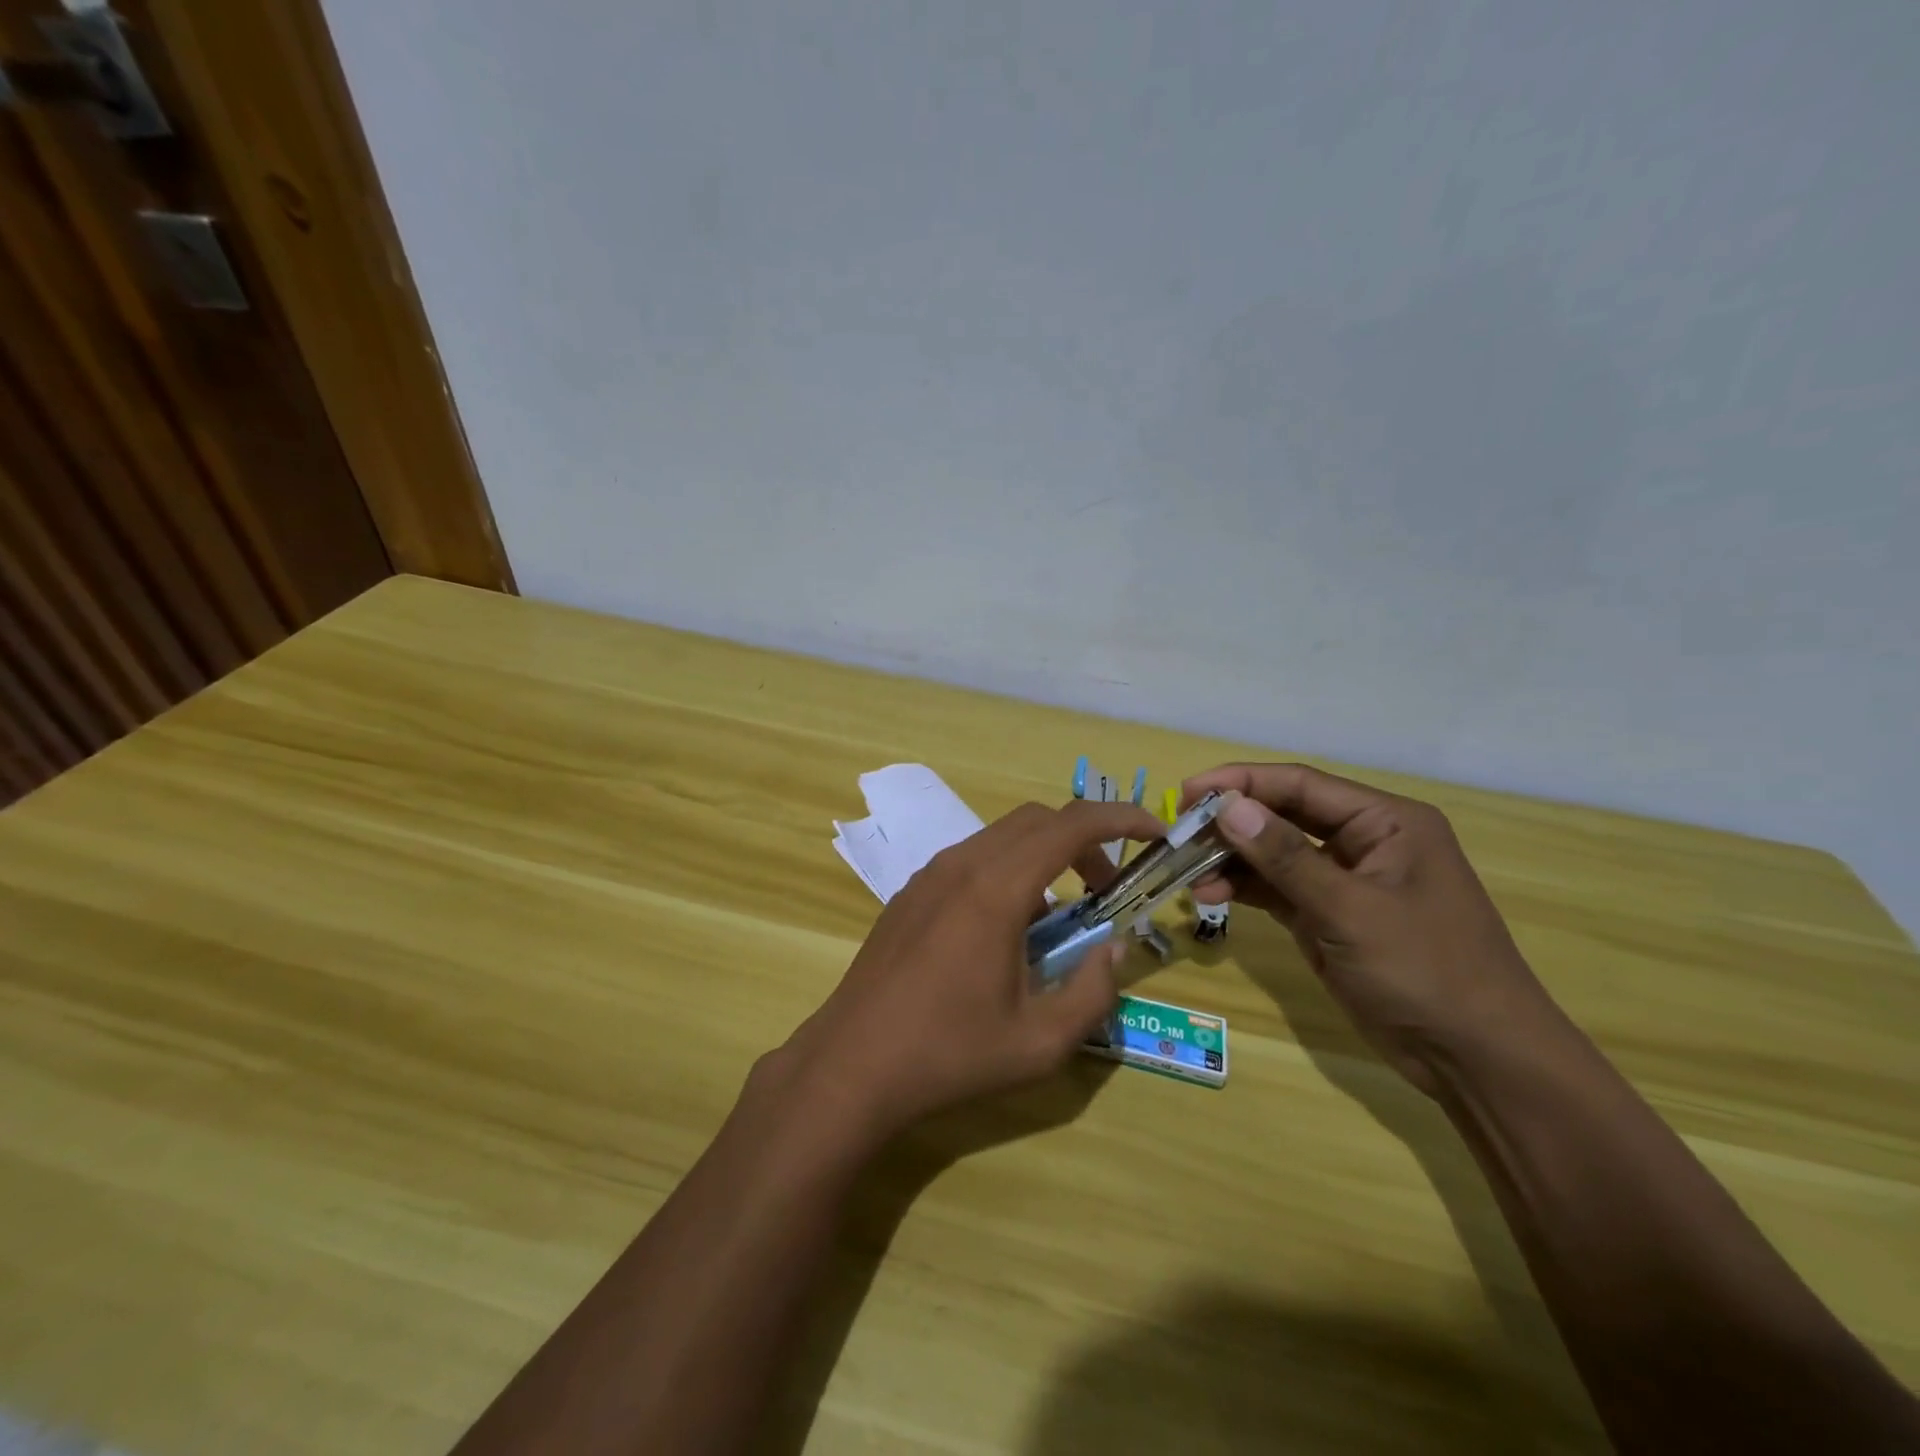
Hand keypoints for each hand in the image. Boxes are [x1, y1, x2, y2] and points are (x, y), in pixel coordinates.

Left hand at [777, 799, 1165, 1138]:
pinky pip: (972, 859)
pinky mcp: (911, 892)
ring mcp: (929, 874)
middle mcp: (962, 865)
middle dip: (1084, 840)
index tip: (1153, 833)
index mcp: (996, 889)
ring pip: (1002, 837)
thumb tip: (1113, 949)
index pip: (1069, 825)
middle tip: (1108, 887)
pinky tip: (1008, 928)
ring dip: (1044, 855)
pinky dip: (1008, 870)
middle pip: (1037, 820)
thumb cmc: (949, 1054)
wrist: (852, 1064)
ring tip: (1060, 915)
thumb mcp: (1040, 1043)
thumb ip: (1092, 992)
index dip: (1119, 818)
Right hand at [1183, 763, 1555, 1095]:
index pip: (1300, 784)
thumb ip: (1285, 857)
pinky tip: (1208, 894)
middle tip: (1177, 832)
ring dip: (1231, 859)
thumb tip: (1228, 808)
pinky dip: (1243, 888)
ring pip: (1274, 853)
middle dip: (1230, 821)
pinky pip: (1276, 888)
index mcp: (1385, 822)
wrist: (1476, 1059)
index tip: (1187, 792)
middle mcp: (1363, 841)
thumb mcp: (1350, 910)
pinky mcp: (1329, 916)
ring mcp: (1345, 880)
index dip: (1241, 782)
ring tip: (1186, 873)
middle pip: (1283, 814)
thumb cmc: (1425, 970)